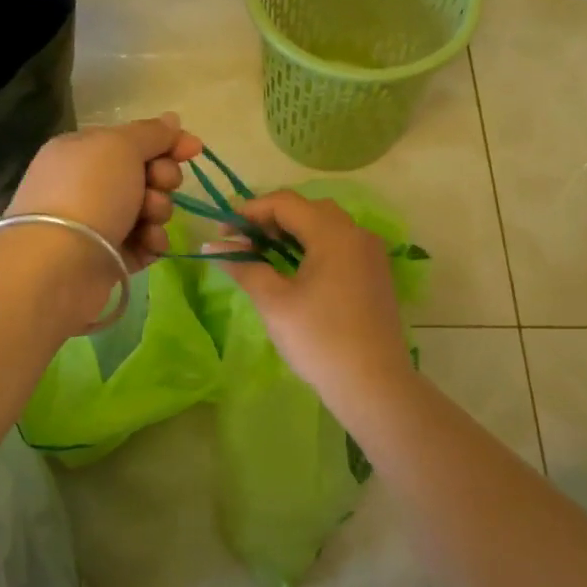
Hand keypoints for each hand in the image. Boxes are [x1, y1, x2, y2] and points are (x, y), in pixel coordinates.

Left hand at [7, 114, 202, 270]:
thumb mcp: (120, 147)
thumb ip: (150, 133)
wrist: (60, 263)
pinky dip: (151, 242)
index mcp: (82, 151)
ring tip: (148, 221)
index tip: (194, 149)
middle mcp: (86, 185)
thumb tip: (172, 120)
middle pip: (144, 175)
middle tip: (158, 186)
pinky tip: (148, 244)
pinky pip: (143, 243)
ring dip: (158, 211)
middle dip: (162, 179)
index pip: (132, 140)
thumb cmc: (89, 192)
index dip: (166, 143)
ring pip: (148, 210)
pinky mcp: (108, 257)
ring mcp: (97, 223)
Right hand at [210, 191, 415, 409]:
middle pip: (308, 209)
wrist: (373, 384)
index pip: (285, 203)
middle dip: (270, 219)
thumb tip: (212, 248)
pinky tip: (293, 270)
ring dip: (291, 233)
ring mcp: (370, 254)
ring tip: (262, 255)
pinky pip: (339, 245)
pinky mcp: (374, 274)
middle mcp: (357, 234)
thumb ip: (244, 267)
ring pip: (325, 226)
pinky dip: (312, 247)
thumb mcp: (274, 302)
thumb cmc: (319, 339)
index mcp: (334, 233)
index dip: (250, 211)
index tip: (223, 231)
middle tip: (242, 242)